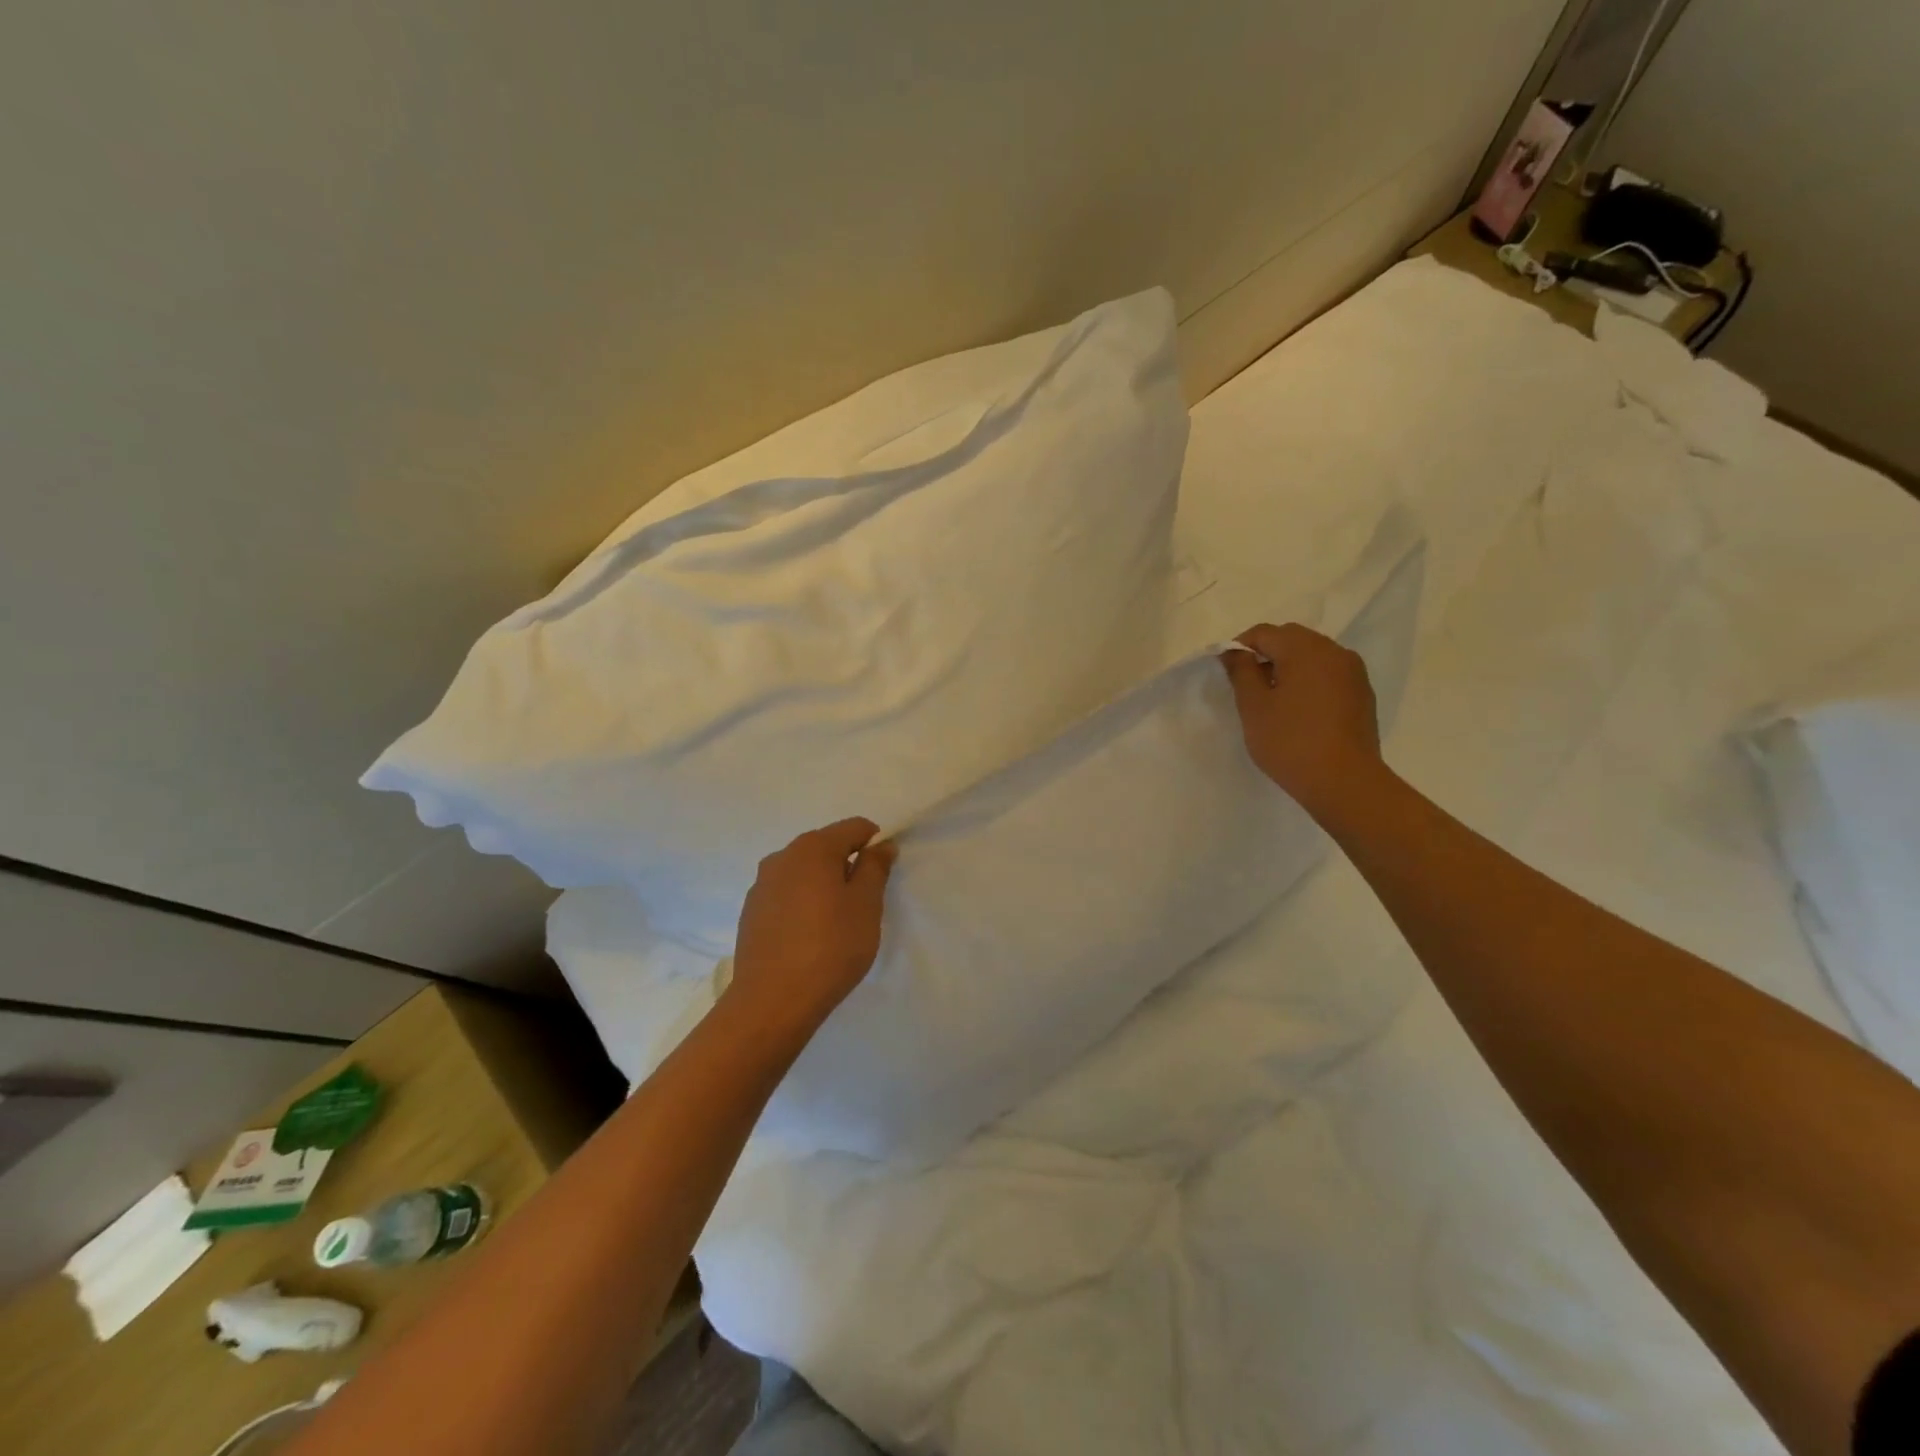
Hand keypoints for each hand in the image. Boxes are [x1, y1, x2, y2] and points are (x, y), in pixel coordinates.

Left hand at [729, 818, 896, 1030]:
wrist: (772, 1001)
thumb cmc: (830, 948)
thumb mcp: (866, 905)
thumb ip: (875, 868)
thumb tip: (881, 845)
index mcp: (813, 848)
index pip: (855, 827)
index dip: (875, 845)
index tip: (882, 876)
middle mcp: (782, 856)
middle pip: (826, 847)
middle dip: (847, 866)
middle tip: (862, 905)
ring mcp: (761, 884)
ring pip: (803, 872)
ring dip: (823, 885)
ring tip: (834, 924)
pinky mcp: (751, 911)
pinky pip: (785, 894)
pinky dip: (802, 904)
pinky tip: (808, 937)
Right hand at [1220, 623, 1384, 819]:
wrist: (1344, 782)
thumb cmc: (1290, 741)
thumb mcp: (1253, 707)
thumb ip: (1241, 672)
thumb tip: (1234, 652)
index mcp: (1305, 649)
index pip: (1264, 632)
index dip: (1240, 647)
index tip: (1228, 672)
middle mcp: (1334, 651)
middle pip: (1292, 638)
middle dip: (1267, 654)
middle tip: (1249, 685)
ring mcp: (1353, 672)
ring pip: (1313, 656)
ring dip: (1289, 667)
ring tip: (1274, 700)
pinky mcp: (1362, 694)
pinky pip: (1329, 674)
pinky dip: (1310, 681)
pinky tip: (1299, 711)